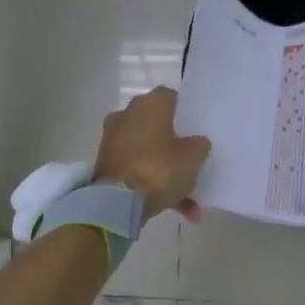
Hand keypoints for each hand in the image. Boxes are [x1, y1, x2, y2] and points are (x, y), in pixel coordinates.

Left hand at [93, 87, 211, 222]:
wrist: (117, 202)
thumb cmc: (159, 169)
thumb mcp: (193, 158)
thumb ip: (199, 145)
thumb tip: (197, 142)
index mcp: (149, 105)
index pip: (169, 96)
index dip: (183, 110)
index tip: (195, 127)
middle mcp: (127, 115)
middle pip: (156, 124)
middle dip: (173, 142)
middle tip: (190, 157)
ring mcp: (113, 140)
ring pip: (147, 151)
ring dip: (165, 170)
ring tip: (188, 197)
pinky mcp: (105, 163)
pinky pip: (136, 169)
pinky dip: (152, 184)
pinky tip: (174, 208)